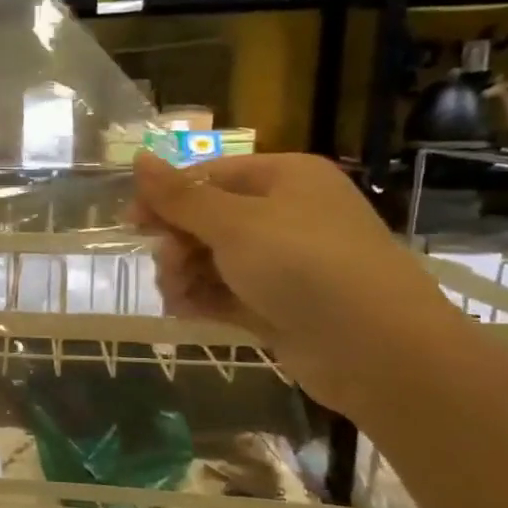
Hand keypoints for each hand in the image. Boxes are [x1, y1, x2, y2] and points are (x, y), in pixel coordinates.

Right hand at [129, 151, 465, 410]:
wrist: (376, 349)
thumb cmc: (304, 266)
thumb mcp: (234, 224)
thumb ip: (179, 196)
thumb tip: (137, 158)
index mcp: (284, 179)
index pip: (208, 175)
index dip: (166, 197)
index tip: (131, 224)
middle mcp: (285, 214)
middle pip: (206, 219)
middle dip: (177, 244)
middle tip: (167, 268)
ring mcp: (283, 262)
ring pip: (211, 259)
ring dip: (184, 276)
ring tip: (177, 298)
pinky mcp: (278, 304)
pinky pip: (225, 292)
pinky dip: (202, 299)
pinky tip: (184, 312)